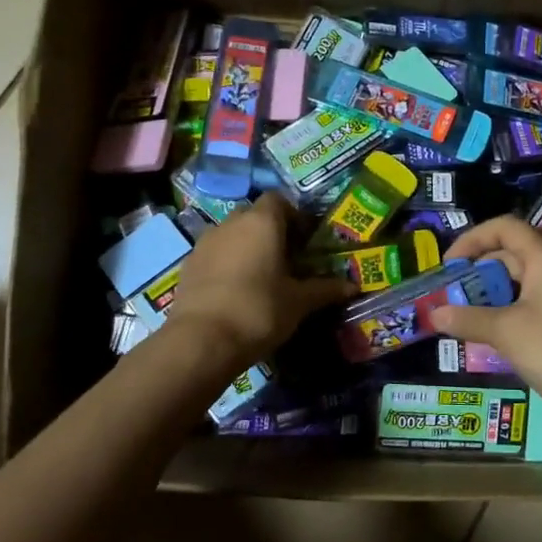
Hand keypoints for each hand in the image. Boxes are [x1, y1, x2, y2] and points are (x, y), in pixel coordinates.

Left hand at [165, 194, 352, 372]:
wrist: (201, 341)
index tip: (305, 240)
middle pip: (255, 216)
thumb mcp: (299, 302)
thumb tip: (354, 286)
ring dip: (246, 248)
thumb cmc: (260, 310)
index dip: (294, 216)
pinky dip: (226, 265)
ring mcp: (205, 242)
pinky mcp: (188, 265)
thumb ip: (325, 289)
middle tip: (286, 259)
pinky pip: (214, 255)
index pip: (279, 200)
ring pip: (232, 235)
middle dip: (270, 232)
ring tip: (260, 277)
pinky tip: (235, 291)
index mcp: (262, 222)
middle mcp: (232, 223)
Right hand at [429, 216, 541, 437]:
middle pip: (510, 254)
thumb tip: (434, 313)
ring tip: (461, 314)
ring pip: (518, 283)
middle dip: (477, 269)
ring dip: (489, 294)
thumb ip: (468, 318)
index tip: (449, 264)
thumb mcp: (506, 331)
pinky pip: (526, 305)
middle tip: (450, 293)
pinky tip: (486, 334)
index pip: (505, 227)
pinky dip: (503, 312)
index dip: (473, 238)